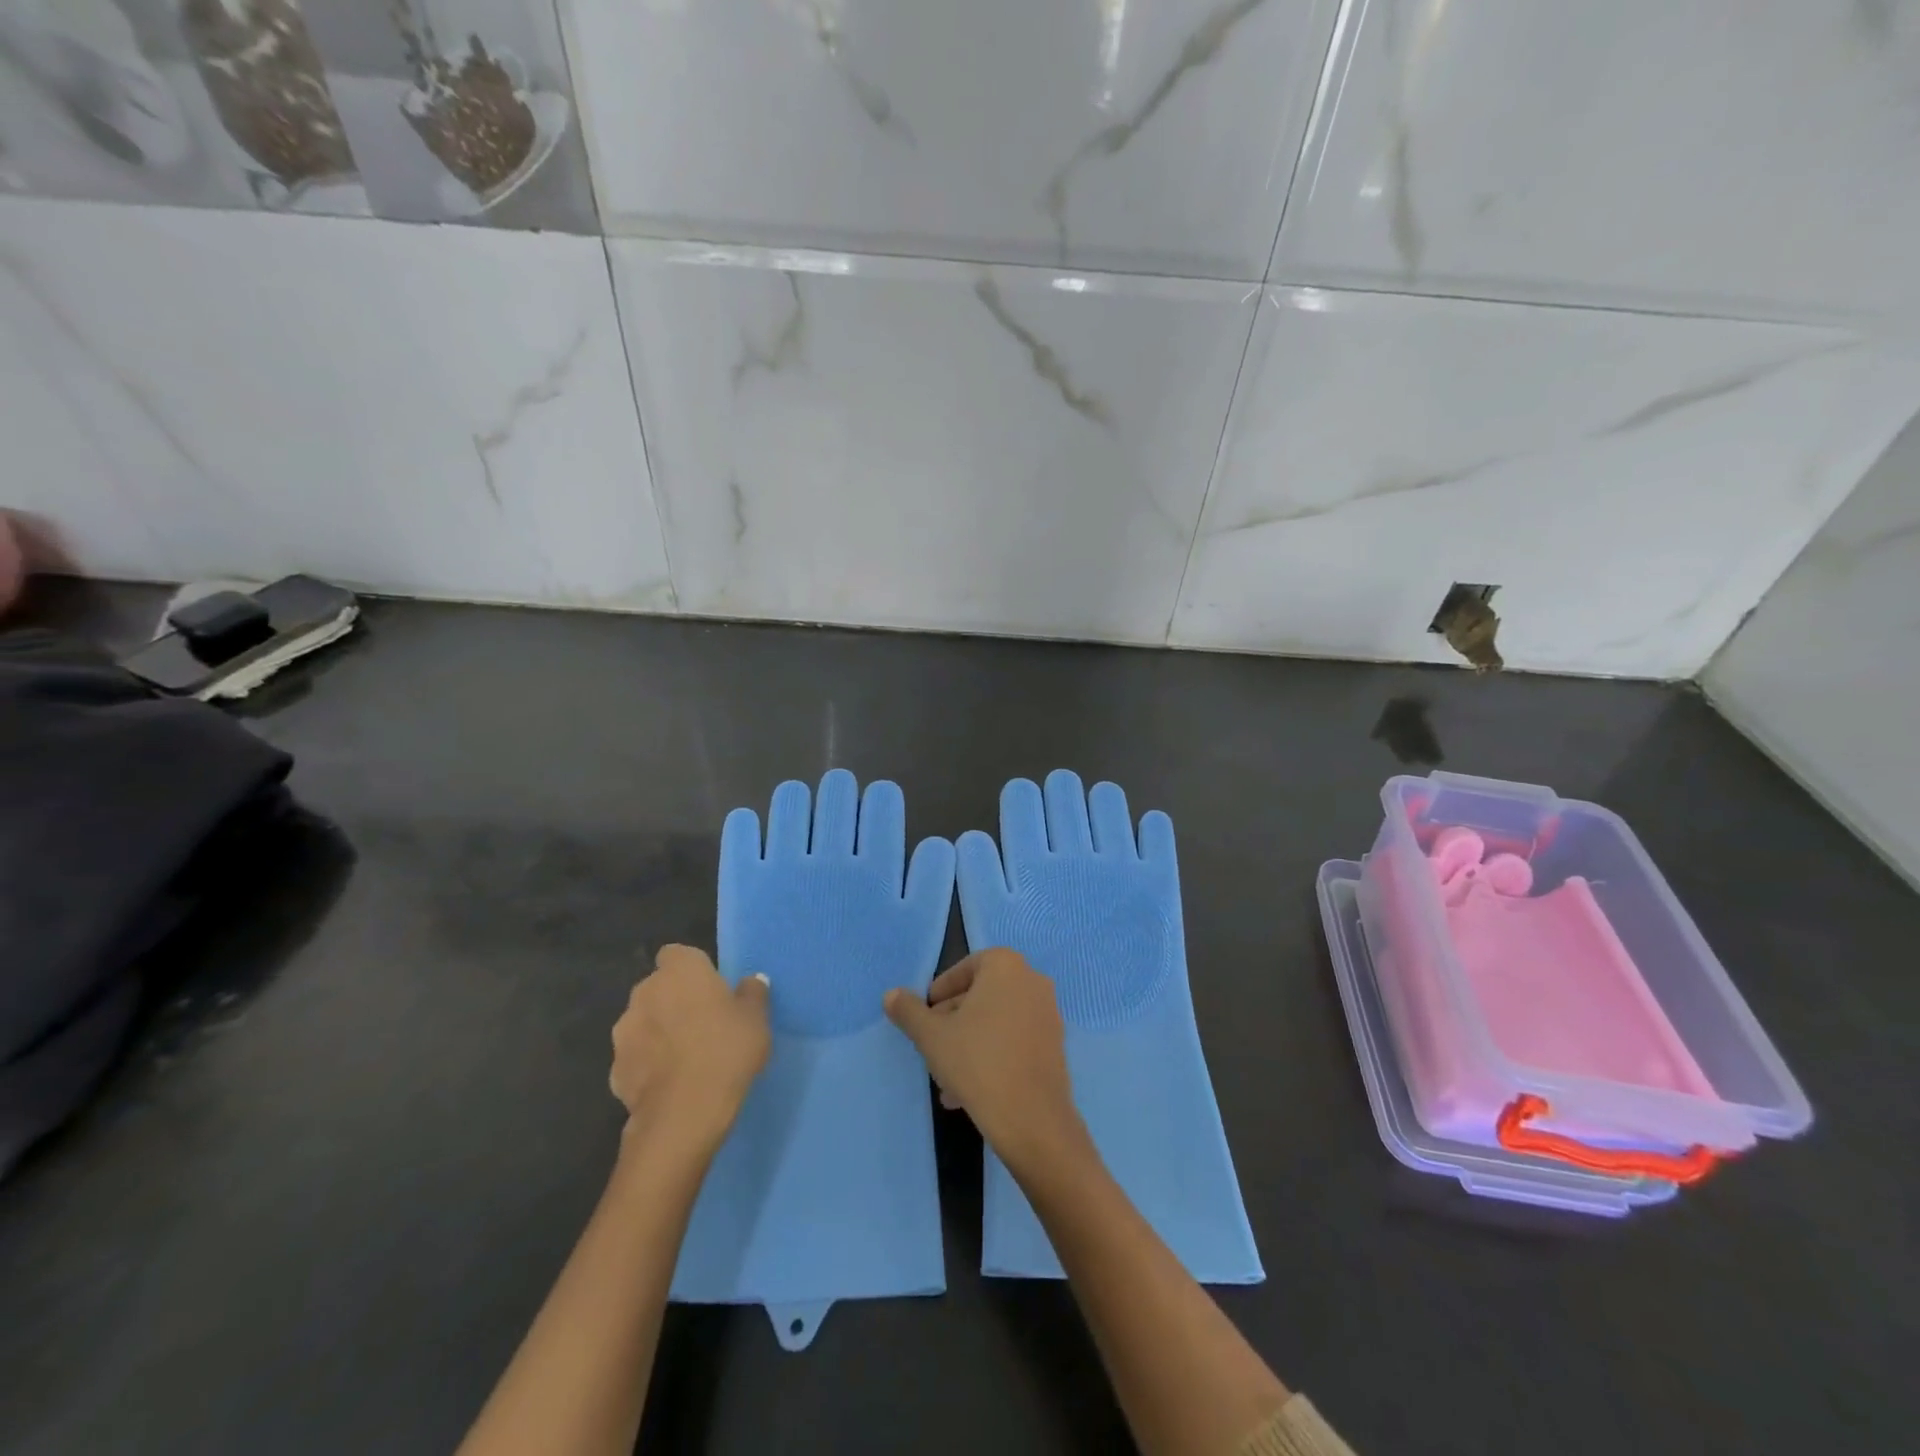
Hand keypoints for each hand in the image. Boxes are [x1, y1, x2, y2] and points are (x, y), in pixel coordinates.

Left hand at [611, 945, 770, 1158]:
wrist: (684, 1114)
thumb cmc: (726, 1051)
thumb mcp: (756, 1019)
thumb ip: (752, 994)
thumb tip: (751, 981)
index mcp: (680, 971)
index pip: (678, 954)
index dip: (693, 970)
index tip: (710, 989)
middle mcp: (645, 992)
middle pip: (659, 987)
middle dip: (674, 1000)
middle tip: (703, 1023)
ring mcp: (624, 1032)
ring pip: (644, 1022)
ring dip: (658, 1032)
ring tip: (685, 1057)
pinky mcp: (614, 1070)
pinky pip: (636, 1057)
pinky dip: (648, 1064)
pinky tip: (670, 1083)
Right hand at [884, 948, 1089, 1175]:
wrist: (1031, 1119)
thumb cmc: (977, 1063)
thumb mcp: (931, 1036)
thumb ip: (909, 1011)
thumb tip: (891, 994)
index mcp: (1005, 966)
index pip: (964, 969)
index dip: (941, 992)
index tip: (925, 1017)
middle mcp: (1032, 980)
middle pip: (981, 995)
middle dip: (954, 1021)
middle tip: (932, 1047)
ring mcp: (1048, 1012)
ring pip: (997, 1021)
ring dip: (969, 1043)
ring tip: (946, 1079)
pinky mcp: (1056, 1044)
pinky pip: (1015, 1040)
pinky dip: (993, 1055)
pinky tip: (970, 1091)